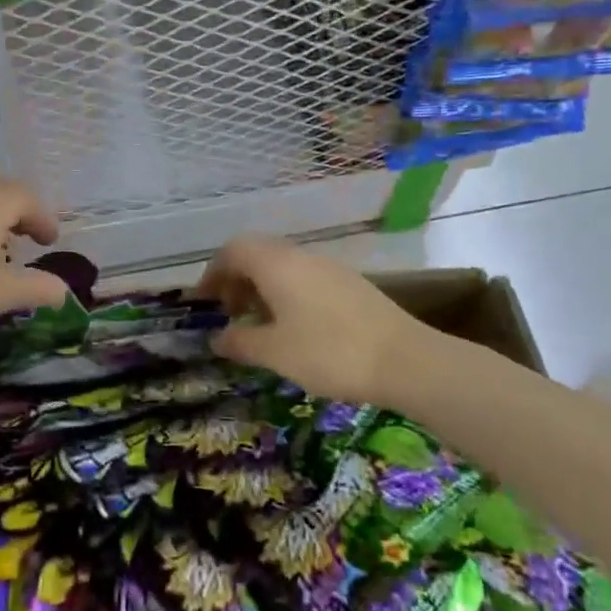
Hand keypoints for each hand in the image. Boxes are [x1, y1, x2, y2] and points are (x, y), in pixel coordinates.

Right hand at [195, 235, 421, 402]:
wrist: (406, 360)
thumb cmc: (330, 352)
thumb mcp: (275, 352)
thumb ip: (240, 341)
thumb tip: (217, 338)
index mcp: (277, 264)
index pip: (234, 250)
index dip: (213, 272)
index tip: (205, 302)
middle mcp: (301, 257)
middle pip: (258, 253)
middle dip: (236, 279)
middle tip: (229, 313)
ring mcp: (329, 268)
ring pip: (283, 266)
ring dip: (262, 287)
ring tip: (259, 324)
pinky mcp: (350, 284)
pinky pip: (305, 278)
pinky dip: (286, 294)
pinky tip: (293, 328)